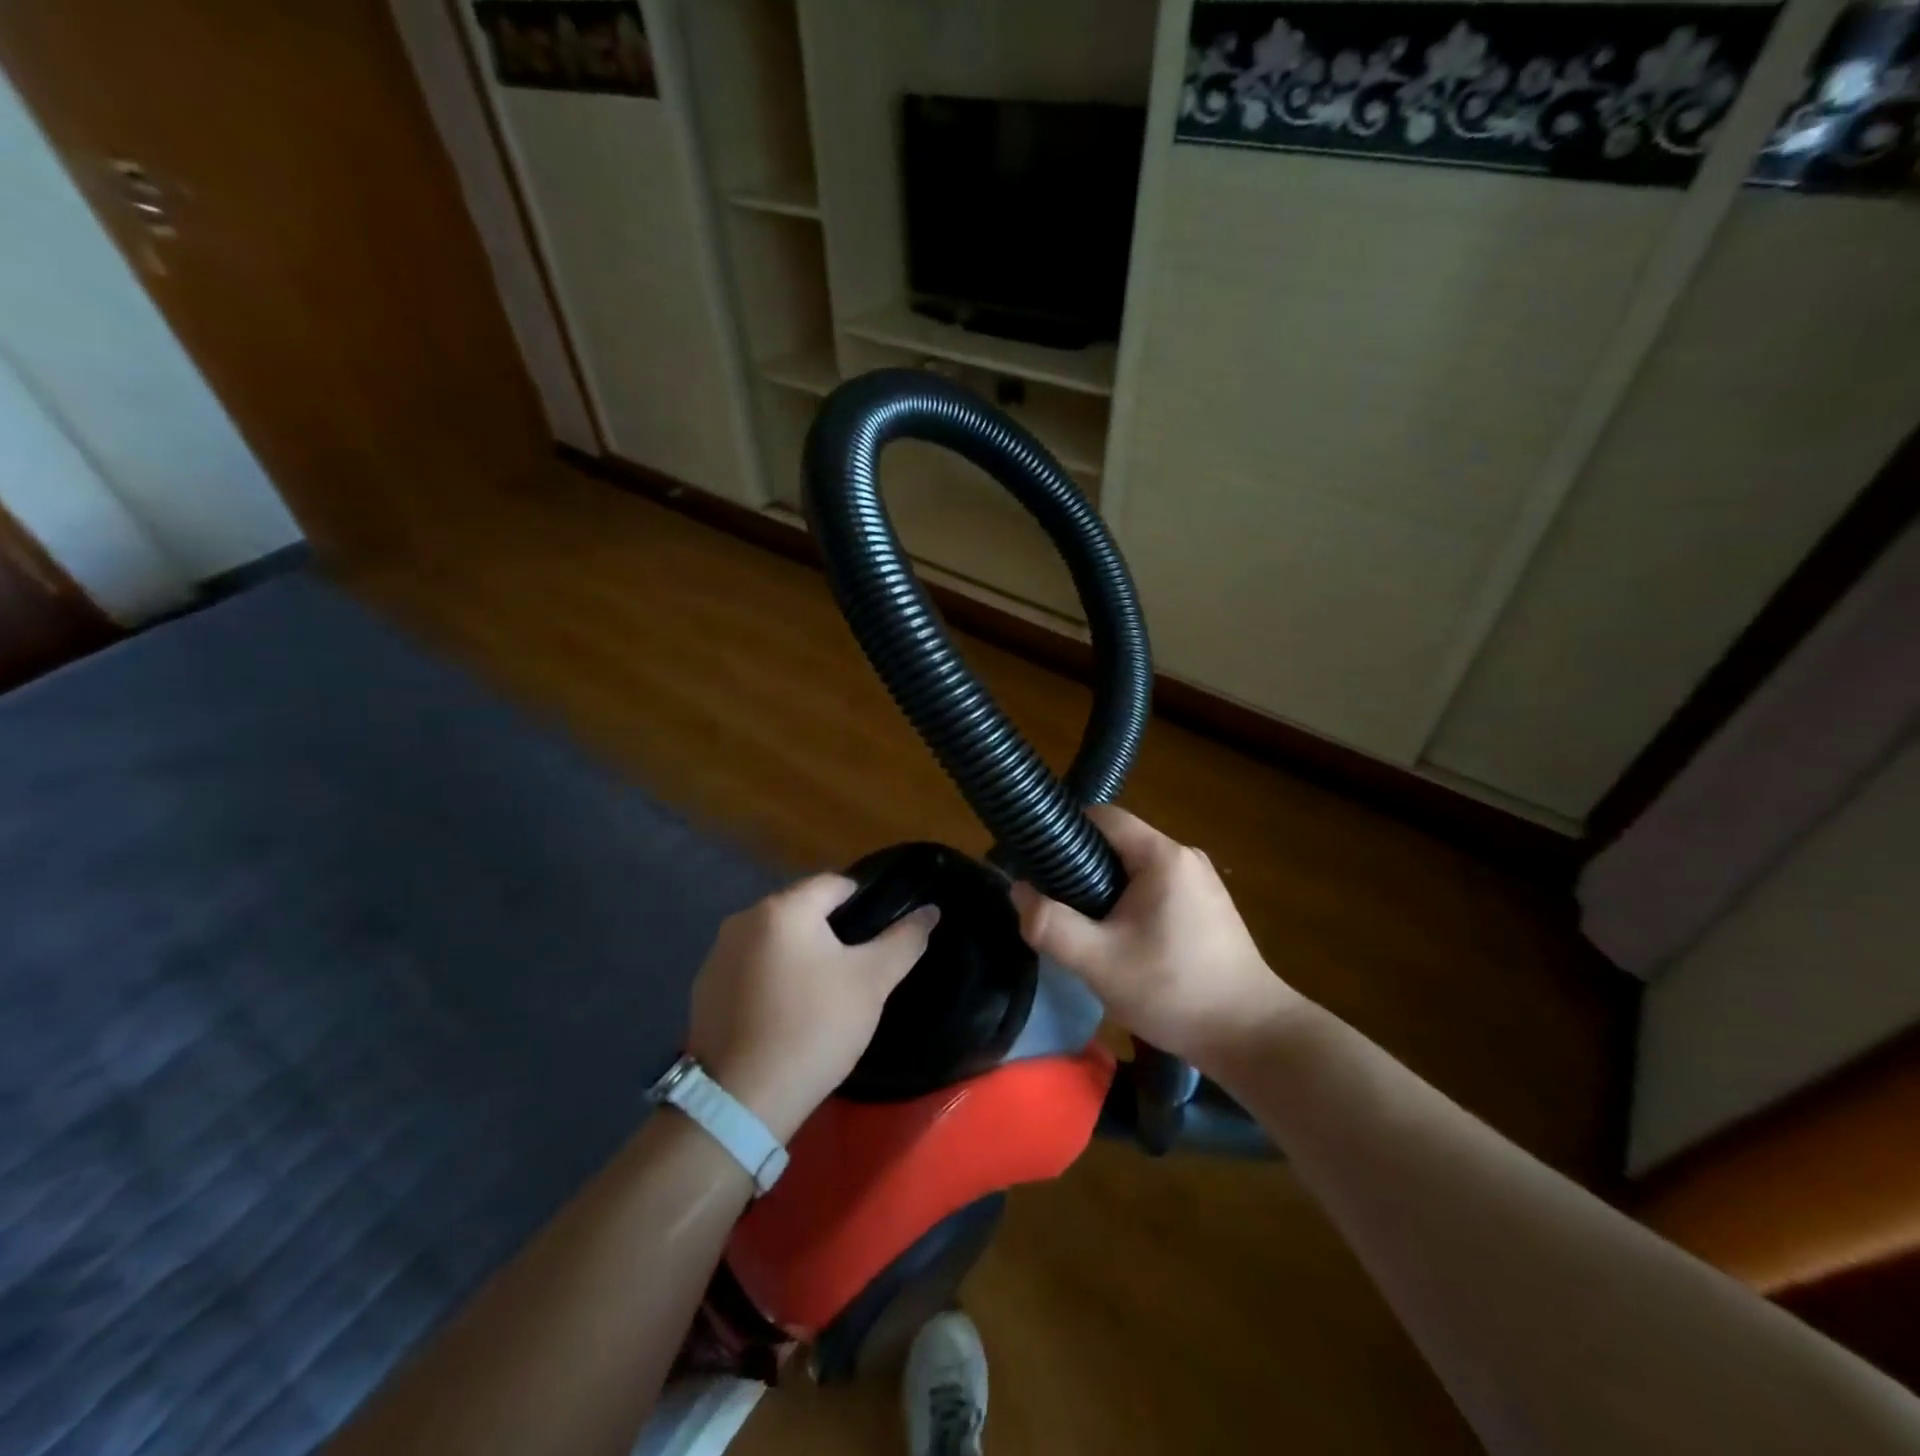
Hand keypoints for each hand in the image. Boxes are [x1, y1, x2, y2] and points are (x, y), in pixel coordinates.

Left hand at [687, 874, 937, 1141]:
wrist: (742, 1100)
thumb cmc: (814, 1027)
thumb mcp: (871, 982)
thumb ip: (904, 940)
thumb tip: (931, 910)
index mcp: (783, 908)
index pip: (834, 884)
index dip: (862, 904)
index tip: (878, 936)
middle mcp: (744, 919)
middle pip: (801, 911)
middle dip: (829, 932)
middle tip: (855, 971)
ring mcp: (717, 955)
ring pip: (774, 941)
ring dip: (798, 955)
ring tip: (821, 994)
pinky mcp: (703, 990)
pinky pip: (749, 969)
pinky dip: (770, 979)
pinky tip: (784, 1014)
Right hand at [1009, 806, 1303, 1076]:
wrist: (1252, 1037)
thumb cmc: (1174, 990)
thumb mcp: (1099, 962)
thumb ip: (1050, 924)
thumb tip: (1018, 892)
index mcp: (1163, 856)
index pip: (1103, 816)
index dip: (1065, 830)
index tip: (1037, 861)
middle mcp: (1185, 858)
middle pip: (1119, 843)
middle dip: (1082, 866)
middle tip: (1055, 903)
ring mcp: (1202, 883)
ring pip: (1136, 869)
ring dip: (1105, 889)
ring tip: (1083, 926)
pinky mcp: (1209, 909)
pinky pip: (1156, 889)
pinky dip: (1131, 904)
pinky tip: (1121, 941)